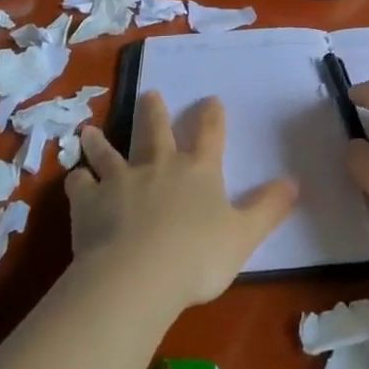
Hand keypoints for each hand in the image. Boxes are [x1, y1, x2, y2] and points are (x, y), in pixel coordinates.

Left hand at [65, 91, 297, 308]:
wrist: (137, 275)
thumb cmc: (197, 256)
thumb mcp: (244, 235)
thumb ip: (269, 208)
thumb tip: (295, 182)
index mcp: (198, 171)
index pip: (210, 134)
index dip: (212, 116)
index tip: (211, 99)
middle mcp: (159, 166)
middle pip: (155, 131)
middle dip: (153, 111)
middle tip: (149, 93)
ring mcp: (121, 181)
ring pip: (109, 153)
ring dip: (100, 142)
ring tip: (88, 131)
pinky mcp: (89, 202)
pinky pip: (80, 186)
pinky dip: (77, 182)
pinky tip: (74, 180)